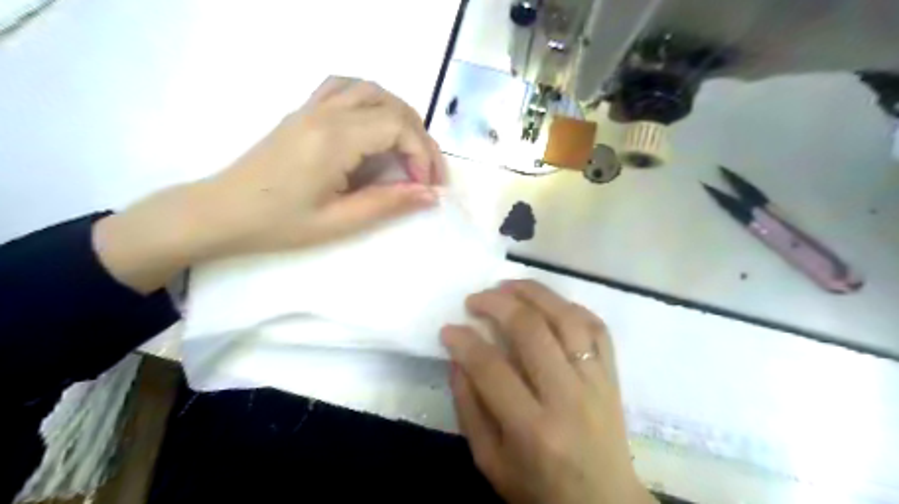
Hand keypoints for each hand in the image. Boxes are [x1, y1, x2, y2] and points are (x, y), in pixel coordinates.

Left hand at [95, 77, 445, 291]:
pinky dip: (369, 98)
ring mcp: (311, 108)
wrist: (221, 212)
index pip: (396, 126)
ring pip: (369, 89)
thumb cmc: (278, 224)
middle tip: (426, 172)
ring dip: (398, 114)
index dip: (421, 154)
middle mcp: (325, 113)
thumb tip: (430, 195)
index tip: (425, 186)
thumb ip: (388, 204)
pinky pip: (343, 87)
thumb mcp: (338, 221)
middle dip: (419, 136)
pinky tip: (374, 123)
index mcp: (333, 139)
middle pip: (390, 104)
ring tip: (408, 147)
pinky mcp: (303, 112)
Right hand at [442, 279, 654, 502]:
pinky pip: (596, 327)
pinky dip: (570, 306)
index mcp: (533, 429)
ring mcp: (596, 382)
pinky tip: (547, 303)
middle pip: (532, 331)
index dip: (464, 341)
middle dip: (497, 304)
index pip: (491, 368)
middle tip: (474, 299)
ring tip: (507, 285)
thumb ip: (470, 409)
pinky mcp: (612, 375)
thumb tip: (458, 358)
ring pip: (567, 319)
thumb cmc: (539, 490)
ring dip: (534, 293)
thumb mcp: (490, 462)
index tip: (448, 328)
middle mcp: (568, 398)